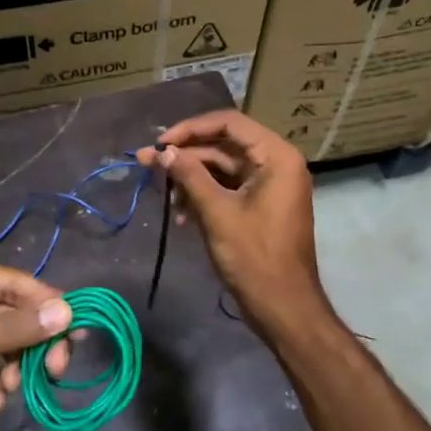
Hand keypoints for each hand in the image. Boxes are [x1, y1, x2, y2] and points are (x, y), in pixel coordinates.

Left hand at [0, 252, 72, 430]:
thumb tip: (68, 313)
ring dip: (11, 368)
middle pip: (11, 314)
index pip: (14, 283)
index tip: (76, 335)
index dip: (47, 307)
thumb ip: (11, 330)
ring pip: (2, 342)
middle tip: (54, 371)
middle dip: (30, 344)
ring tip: (8, 393)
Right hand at [137, 110, 327, 340]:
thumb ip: (189, 176)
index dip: (191, 128)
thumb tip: (164, 152)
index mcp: (276, 156)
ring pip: (223, 169)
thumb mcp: (217, 212)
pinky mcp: (260, 206)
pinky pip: (228, 189)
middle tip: (147, 164)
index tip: (160, 143)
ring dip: (191, 179)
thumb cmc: (254, 257)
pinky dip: (204, 196)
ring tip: (163, 197)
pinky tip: (179, 216)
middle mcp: (276, 163)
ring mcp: (269, 186)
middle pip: (224, 145)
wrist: (283, 307)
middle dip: (186, 156)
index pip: (229, 123)